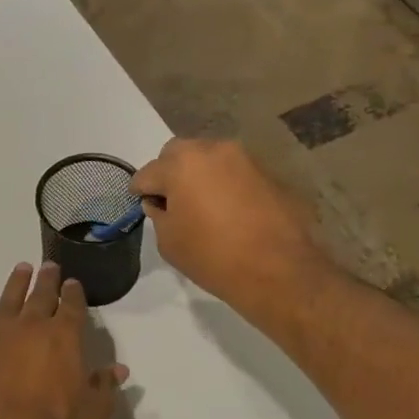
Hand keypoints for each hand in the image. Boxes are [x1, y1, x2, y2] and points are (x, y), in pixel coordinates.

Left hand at [0, 263, 128, 418]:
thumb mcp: (94, 409)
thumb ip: (106, 385)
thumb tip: (120, 369)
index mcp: (64, 335)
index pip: (72, 304)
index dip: (74, 292)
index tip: (74, 284)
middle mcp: (31, 324)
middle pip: (41, 293)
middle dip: (48, 278)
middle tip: (50, 266)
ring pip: (8, 298)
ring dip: (16, 282)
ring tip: (22, 268)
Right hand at [131, 138, 326, 310]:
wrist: (278, 269)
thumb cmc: (213, 257)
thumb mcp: (169, 242)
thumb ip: (159, 215)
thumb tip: (162, 204)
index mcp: (181, 164)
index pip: (147, 173)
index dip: (141, 191)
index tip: (142, 205)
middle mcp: (212, 150)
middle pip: (178, 154)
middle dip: (169, 173)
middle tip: (172, 202)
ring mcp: (243, 158)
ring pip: (209, 158)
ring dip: (199, 175)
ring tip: (202, 205)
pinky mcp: (267, 171)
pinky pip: (234, 172)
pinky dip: (225, 184)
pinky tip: (229, 210)